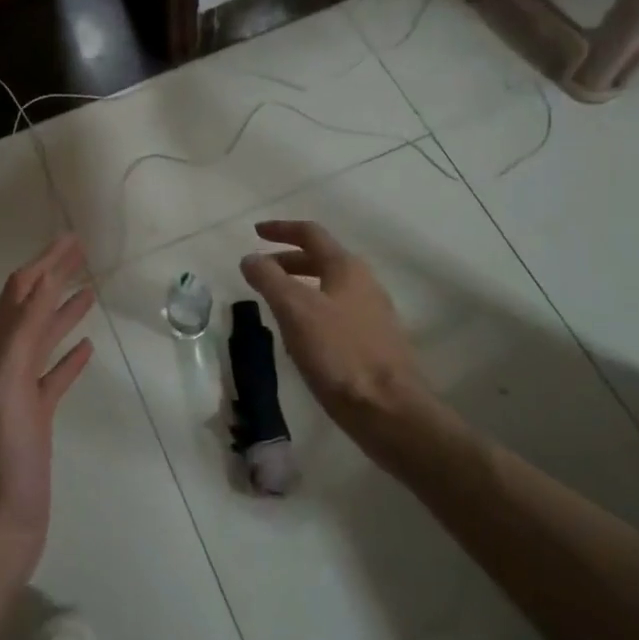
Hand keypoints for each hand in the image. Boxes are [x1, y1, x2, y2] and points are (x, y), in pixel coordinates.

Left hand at [0, 235, 95, 570]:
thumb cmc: (2, 458)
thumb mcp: (6, 389)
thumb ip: (20, 337)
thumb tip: (40, 282)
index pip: (20, 293)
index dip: (43, 263)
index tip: (71, 238)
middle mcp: (2, 365)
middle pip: (31, 308)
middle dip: (53, 276)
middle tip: (82, 252)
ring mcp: (19, 393)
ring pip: (43, 339)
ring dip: (63, 310)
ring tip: (88, 290)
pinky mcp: (35, 418)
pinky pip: (54, 375)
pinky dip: (69, 356)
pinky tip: (87, 349)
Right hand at [239, 221, 446, 443]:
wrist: (388, 410)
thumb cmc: (339, 353)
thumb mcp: (295, 311)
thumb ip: (269, 279)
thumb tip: (250, 258)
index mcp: (346, 268)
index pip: (311, 234)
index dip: (281, 229)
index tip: (255, 233)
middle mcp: (364, 283)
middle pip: (321, 258)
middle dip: (288, 260)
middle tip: (260, 270)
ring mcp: (373, 313)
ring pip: (329, 286)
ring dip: (300, 284)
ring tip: (275, 301)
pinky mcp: (374, 341)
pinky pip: (337, 311)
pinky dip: (313, 308)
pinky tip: (301, 332)